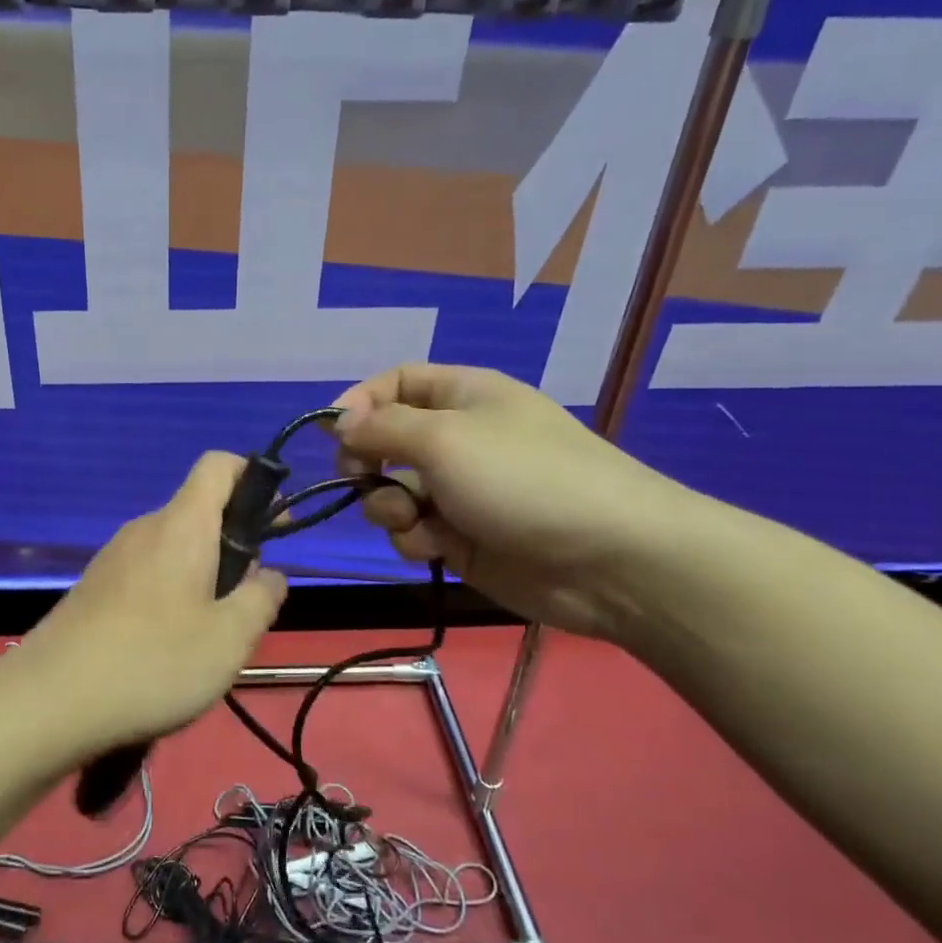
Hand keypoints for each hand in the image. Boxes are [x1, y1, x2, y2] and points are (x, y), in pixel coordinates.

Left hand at [17, 452, 287, 754]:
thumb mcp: (230, 638)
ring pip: (174, 549)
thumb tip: (270, 575)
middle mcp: (145, 529)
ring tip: (206, 637)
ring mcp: (113, 557)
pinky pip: (146, 574)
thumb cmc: (153, 662)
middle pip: (199, 513)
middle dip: (233, 547)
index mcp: (182, 526)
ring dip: (202, 577)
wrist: (49, 701)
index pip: (219, 465)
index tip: (274, 524)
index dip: (253, 478)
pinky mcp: (94, 588)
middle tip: (243, 605)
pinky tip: (164, 649)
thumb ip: (261, 598)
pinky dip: (169, 595)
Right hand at [332, 363, 699, 641]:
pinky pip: (414, 531)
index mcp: (463, 397)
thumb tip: (339, 420)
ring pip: (394, 492)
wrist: (608, 560)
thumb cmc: (523, 479)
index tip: (333, 431)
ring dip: (389, 506)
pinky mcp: (462, 539)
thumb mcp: (445, 438)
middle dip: (367, 462)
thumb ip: (382, 427)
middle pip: (387, 441)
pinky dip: (414, 538)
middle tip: (361, 478)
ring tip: (412, 519)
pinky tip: (434, 547)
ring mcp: (461, 492)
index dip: (361, 402)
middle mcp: (459, 440)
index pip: (397, 382)